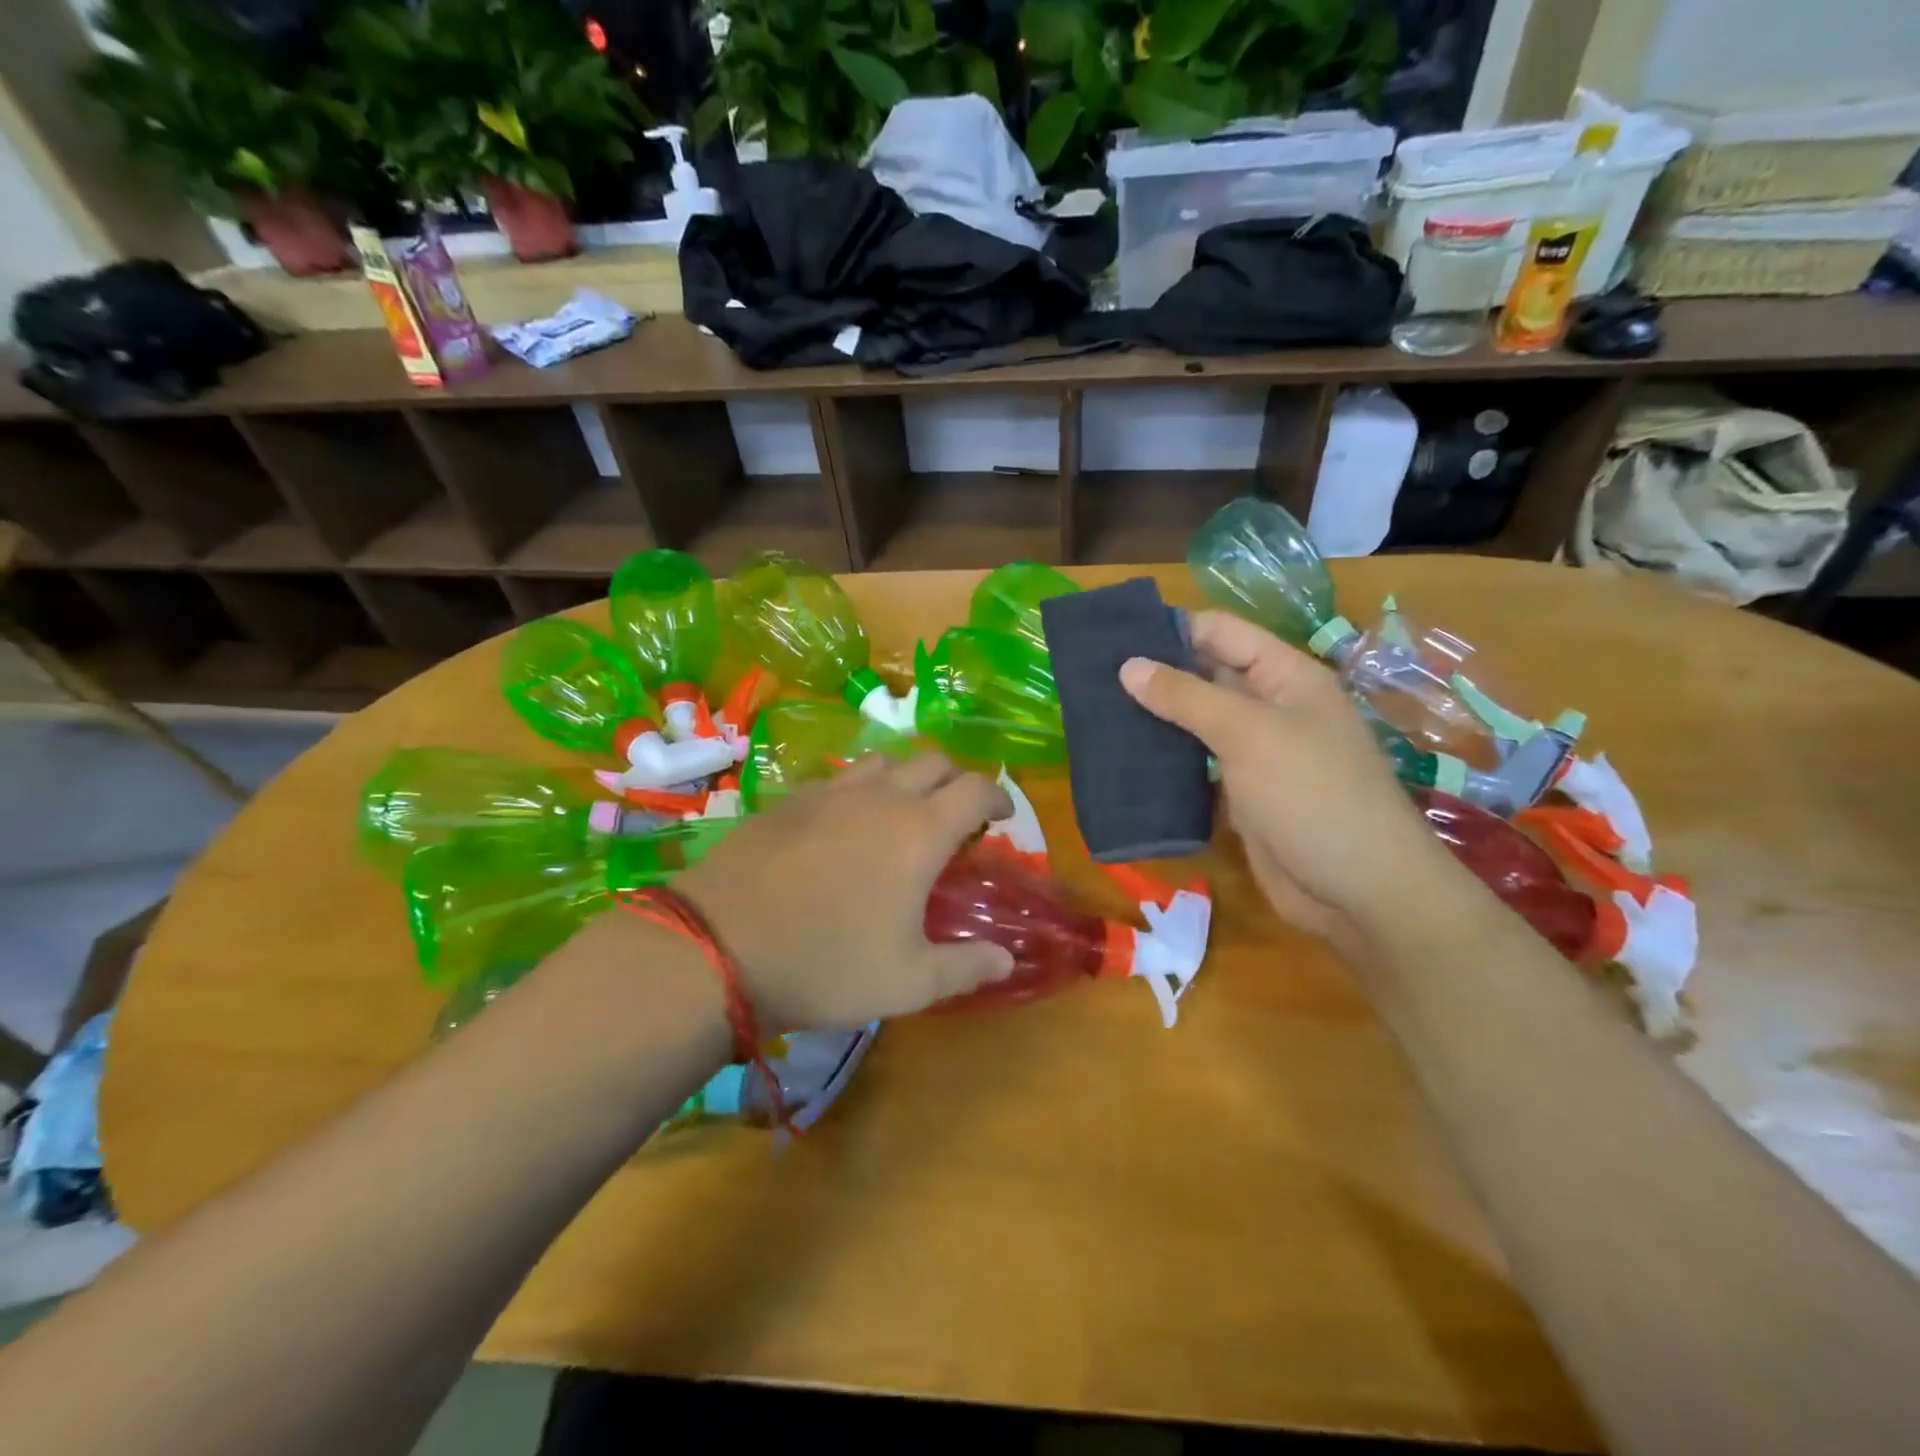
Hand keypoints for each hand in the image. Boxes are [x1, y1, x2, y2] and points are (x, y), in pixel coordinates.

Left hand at [675, 754, 1015, 1028]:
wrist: (718, 946)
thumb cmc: (826, 964)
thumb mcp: (907, 983)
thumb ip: (966, 968)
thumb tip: (1008, 960)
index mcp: (919, 831)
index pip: (975, 788)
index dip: (997, 795)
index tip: (1002, 815)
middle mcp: (881, 797)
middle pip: (932, 760)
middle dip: (955, 778)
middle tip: (957, 811)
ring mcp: (830, 793)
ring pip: (883, 761)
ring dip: (906, 776)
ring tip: (903, 811)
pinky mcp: (790, 799)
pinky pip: (839, 778)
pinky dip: (860, 790)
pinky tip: (845, 823)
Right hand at [1120, 610, 1451, 940]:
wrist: (1360, 892)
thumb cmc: (1311, 795)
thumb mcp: (1248, 733)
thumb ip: (1186, 696)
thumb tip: (1128, 665)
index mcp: (1285, 676)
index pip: (1220, 633)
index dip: (1171, 629)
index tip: (1113, 639)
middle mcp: (1270, 707)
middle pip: (1205, 676)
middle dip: (1155, 675)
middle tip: (1091, 678)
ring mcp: (1255, 754)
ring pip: (1196, 724)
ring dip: (1155, 720)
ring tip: (1095, 715)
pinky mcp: (1240, 794)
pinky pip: (1196, 767)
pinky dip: (1165, 763)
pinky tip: (1123, 761)